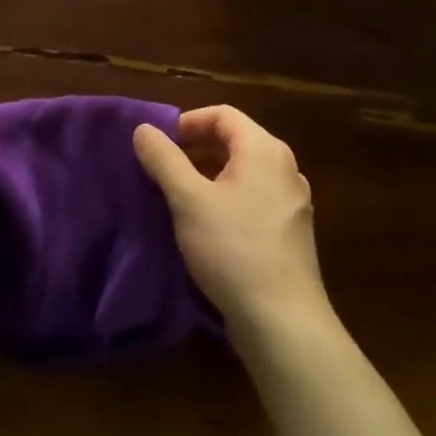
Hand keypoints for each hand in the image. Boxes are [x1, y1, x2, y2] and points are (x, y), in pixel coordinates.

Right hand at [134, 106, 328, 343]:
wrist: (283, 322)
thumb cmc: (233, 249)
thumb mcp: (188, 200)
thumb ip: (164, 159)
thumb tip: (143, 129)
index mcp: (264, 150)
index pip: (222, 114)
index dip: (187, 122)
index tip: (159, 144)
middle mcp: (285, 168)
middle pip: (235, 140)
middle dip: (195, 148)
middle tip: (162, 169)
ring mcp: (292, 201)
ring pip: (244, 172)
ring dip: (209, 174)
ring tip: (178, 196)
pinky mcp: (290, 232)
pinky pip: (254, 198)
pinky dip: (227, 198)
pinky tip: (206, 226)